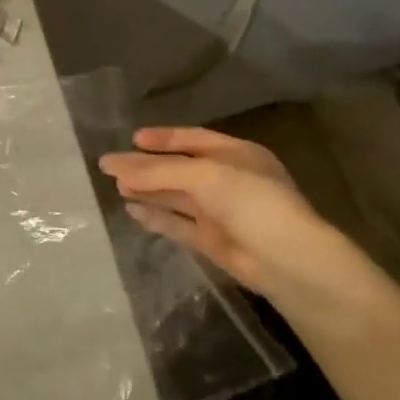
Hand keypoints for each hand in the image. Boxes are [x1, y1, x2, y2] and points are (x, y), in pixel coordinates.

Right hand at [98, 127, 365, 306]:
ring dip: (148, 191)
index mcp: (237, 154)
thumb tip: (112, 165)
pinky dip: (156, 217)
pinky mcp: (212, 241)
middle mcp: (228, 180)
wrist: (288, 261)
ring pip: (176, 197)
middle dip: (147, 167)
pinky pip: (178, 224)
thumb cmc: (252, 202)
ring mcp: (220, 212)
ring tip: (116, 187)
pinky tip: (132, 211)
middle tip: (111, 167)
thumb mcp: (204, 176)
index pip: (193, 139)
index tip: (132, 139)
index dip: (163, 138)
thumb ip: (158, 171)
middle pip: (179, 169)